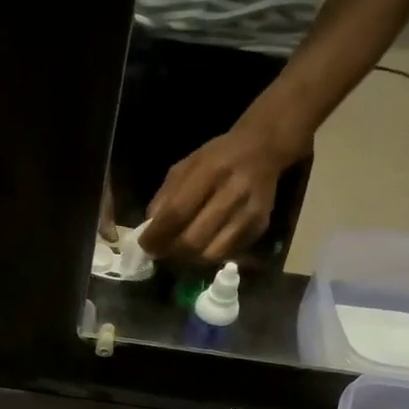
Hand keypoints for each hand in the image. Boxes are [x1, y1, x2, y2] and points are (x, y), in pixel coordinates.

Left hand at [139, 115, 307, 263]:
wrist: (262, 149)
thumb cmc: (217, 158)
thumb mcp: (186, 166)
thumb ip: (166, 196)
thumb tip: (150, 231)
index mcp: (210, 171)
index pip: (177, 213)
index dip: (157, 235)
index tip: (145, 246)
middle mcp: (233, 192)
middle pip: (193, 240)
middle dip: (171, 252)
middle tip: (161, 252)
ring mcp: (249, 212)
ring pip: (210, 254)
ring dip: (189, 259)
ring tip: (179, 252)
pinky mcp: (259, 226)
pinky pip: (227, 254)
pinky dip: (209, 256)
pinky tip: (202, 247)